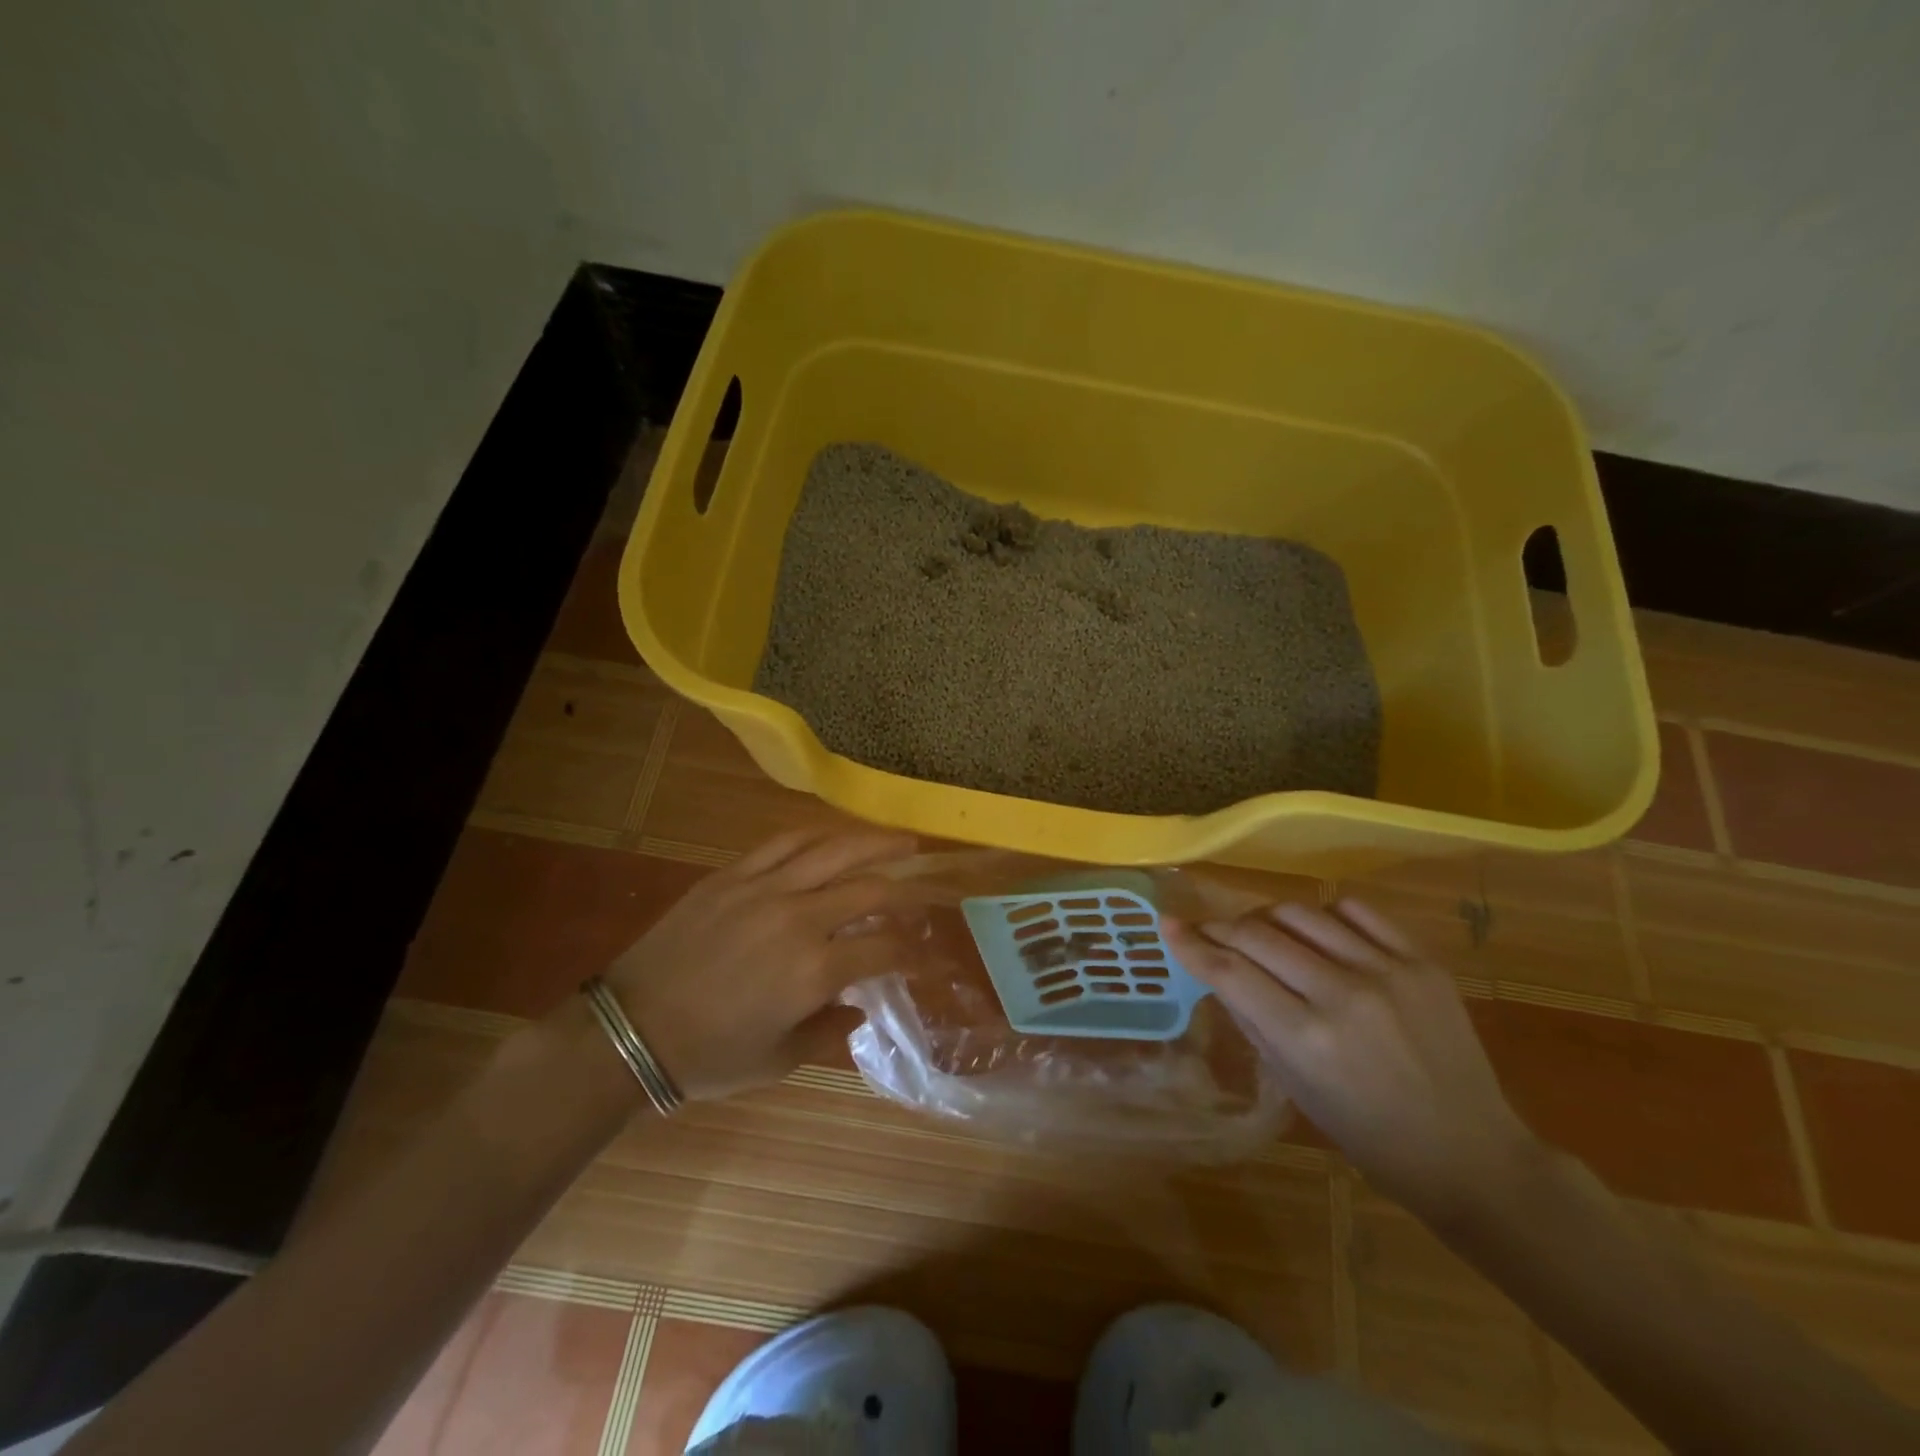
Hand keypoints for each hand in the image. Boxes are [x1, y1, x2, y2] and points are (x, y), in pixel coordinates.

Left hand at [601, 828, 919, 1101]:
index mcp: (814, 971)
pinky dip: (817, 834)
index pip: (883, 947)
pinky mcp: (732, 875)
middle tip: (928, 890)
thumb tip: (860, 1009)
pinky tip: (835, 835)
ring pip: (833, 850)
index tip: (925, 954)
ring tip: (902, 840)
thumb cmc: (709, 1056)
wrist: (630, 1030)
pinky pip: (783, 842)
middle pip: (870, 889)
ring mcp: (764, 889)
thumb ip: (829, 1032)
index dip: (912, 951)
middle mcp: (798, 920)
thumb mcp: (779, 1060)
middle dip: (908, 889)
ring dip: (875, 842)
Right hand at [1164, 898, 1539, 1221]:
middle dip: (1220, 928)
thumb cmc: (1367, 1134)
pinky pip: (1354, 910)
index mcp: (1306, 1038)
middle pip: (1257, 934)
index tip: (1167, 925)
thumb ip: (1252, 1020)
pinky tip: (1316, 932)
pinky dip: (1322, 914)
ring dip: (1265, 917)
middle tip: (1208, 933)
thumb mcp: (1294, 1086)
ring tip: (1260, 932)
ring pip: (1299, 913)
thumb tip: (1216, 972)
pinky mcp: (1421, 960)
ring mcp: (1386, 971)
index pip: (1229, 971)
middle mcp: (1341, 994)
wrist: (1470, 1153)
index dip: (1191, 944)